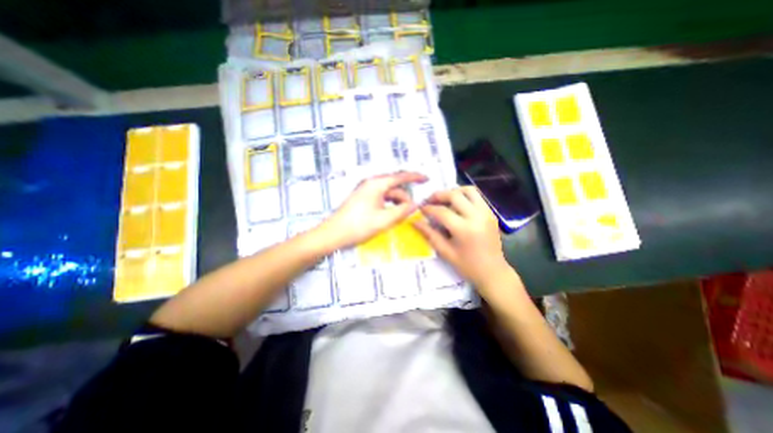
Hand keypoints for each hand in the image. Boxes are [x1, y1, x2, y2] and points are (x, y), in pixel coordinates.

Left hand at [319, 171, 428, 248]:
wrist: (333, 234)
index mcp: (377, 184)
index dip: (415, 177)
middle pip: (394, 186)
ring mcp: (365, 190)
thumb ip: (402, 210)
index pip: (400, 176)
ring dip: (396, 203)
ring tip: (400, 217)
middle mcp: (371, 183)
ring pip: (388, 193)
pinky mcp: (362, 198)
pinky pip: (381, 198)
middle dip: (404, 197)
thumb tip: (415, 204)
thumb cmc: (358, 226)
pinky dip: (388, 205)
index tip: (426, 179)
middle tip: (411, 211)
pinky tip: (390, 215)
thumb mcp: (384, 219)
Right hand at [409, 184, 510, 286]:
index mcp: (464, 229)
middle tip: (430, 200)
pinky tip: (457, 205)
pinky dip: (465, 196)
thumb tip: (415, 222)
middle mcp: (477, 216)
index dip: (428, 208)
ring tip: (444, 199)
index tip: (420, 209)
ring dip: (454, 191)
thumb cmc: (468, 266)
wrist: (493, 272)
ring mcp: (486, 213)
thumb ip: (430, 234)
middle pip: (455, 195)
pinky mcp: (491, 213)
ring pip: (469, 190)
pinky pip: (477, 196)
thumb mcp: (446, 252)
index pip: (442, 212)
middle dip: (439, 195)